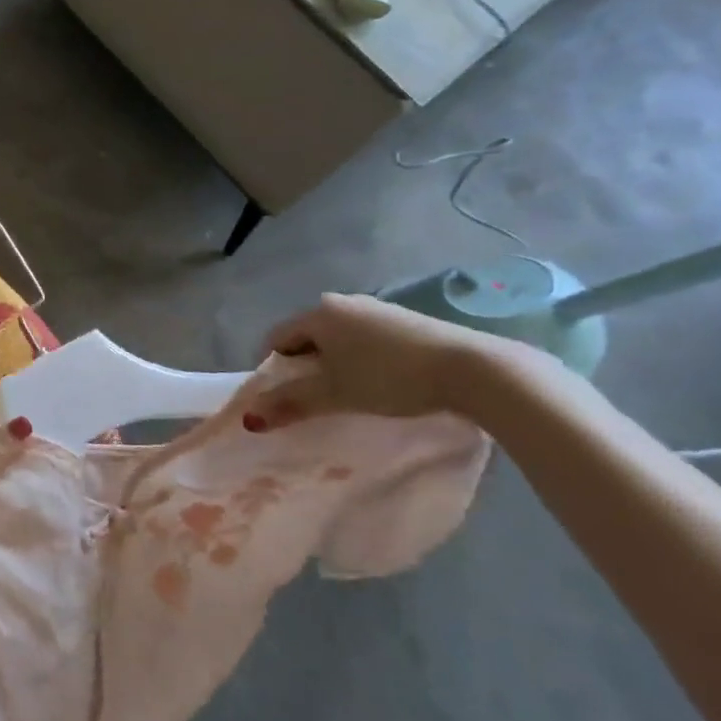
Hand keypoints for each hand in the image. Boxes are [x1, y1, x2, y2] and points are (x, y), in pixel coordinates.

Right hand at [247, 292, 520, 423]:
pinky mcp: (406, 321)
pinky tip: (382, 383)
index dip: (272, 369)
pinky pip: (367, 340)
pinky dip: (362, 360)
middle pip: (308, 337)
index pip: (276, 338)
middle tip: (315, 401)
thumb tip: (248, 418)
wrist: (472, 368)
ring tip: (350, 396)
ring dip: (335, 365)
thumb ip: (290, 403)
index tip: (283, 399)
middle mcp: (343, 302)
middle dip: (304, 368)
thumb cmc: (390, 377)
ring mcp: (377, 309)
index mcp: (318, 312)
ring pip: (339, 339)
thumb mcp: (335, 394)